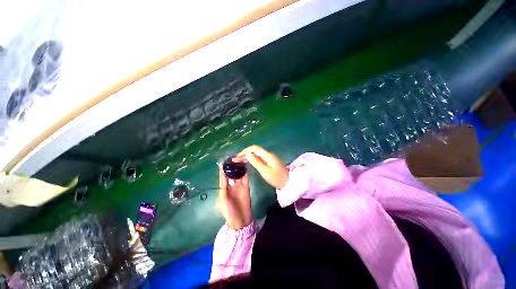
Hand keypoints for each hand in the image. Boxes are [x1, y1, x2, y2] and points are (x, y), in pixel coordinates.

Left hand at [217, 163, 252, 229]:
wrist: (241, 220)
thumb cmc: (229, 212)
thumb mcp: (223, 201)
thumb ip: (223, 189)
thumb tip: (223, 177)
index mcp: (224, 189)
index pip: (223, 177)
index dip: (222, 170)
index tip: (223, 162)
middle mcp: (231, 186)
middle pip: (231, 174)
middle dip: (231, 166)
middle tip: (232, 158)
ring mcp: (239, 186)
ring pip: (238, 174)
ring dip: (238, 167)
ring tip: (239, 159)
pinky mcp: (246, 186)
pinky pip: (245, 178)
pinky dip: (245, 172)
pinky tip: (245, 166)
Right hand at [235, 145, 287, 188]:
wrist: (288, 182)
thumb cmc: (276, 178)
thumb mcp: (265, 171)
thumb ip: (256, 162)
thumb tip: (248, 154)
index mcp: (267, 155)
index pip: (254, 148)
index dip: (245, 151)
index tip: (238, 156)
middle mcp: (268, 154)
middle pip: (254, 150)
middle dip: (245, 153)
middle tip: (236, 159)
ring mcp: (269, 157)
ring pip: (256, 154)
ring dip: (248, 156)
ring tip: (239, 161)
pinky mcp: (269, 161)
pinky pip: (259, 158)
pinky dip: (252, 159)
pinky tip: (248, 162)